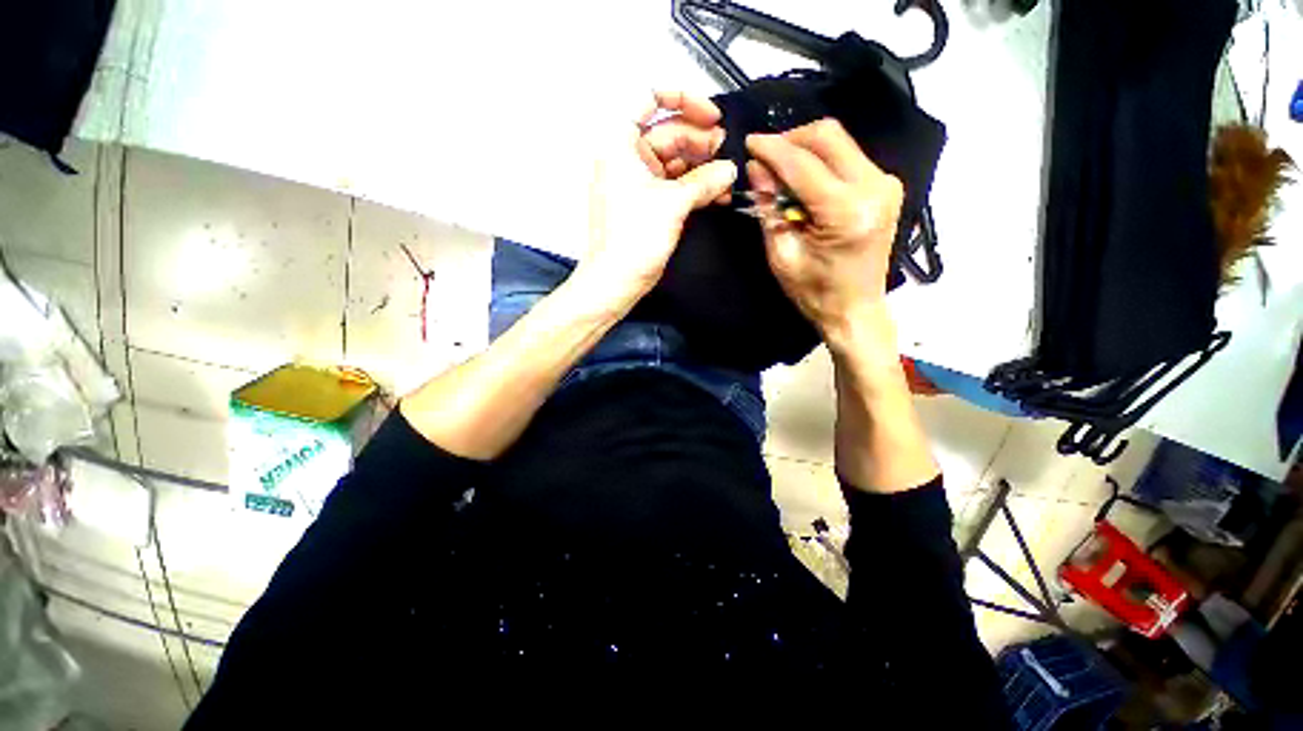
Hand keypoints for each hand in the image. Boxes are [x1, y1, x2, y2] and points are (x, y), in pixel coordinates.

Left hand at [573, 91, 737, 312]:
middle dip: (700, 141)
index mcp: (620, 143)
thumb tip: (730, 168)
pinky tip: (717, 194)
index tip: (710, 116)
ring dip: (702, 168)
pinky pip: (675, 185)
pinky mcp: (648, 204)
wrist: (617, 281)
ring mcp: (639, 182)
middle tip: (727, 152)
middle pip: (669, 132)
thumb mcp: (672, 203)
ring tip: (727, 178)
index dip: (682, 99)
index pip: (648, 98)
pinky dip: (695, 188)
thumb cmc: (634, 238)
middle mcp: (627, 158)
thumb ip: (704, 180)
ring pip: (675, 162)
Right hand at [745, 119, 903, 343]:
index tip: (749, 141)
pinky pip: (848, 156)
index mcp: (846, 212)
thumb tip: (756, 167)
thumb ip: (769, 207)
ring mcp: (886, 184)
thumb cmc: (814, 292)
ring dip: (805, 149)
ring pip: (839, 142)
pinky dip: (821, 161)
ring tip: (780, 172)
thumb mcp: (782, 254)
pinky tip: (803, 181)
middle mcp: (874, 188)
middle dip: (790, 139)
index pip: (803, 163)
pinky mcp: (886, 186)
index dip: (772, 148)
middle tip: (764, 156)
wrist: (855, 309)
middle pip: (828, 136)